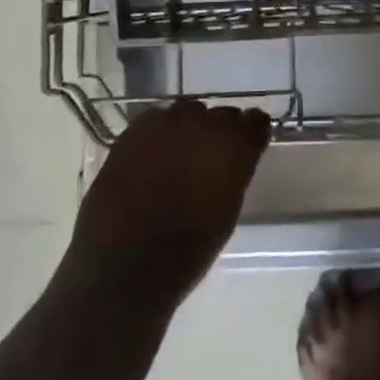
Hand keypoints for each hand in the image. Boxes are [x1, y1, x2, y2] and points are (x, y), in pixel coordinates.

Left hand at [68, 98, 271, 305]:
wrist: (124, 268)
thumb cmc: (187, 251)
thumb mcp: (227, 211)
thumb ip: (234, 172)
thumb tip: (232, 158)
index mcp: (234, 145)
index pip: (255, 121)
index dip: (250, 134)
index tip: (245, 148)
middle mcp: (203, 123)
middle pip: (221, 114)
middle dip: (218, 132)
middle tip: (209, 158)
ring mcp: (165, 123)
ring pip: (187, 112)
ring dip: (188, 129)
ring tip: (178, 156)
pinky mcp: (133, 131)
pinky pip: (155, 121)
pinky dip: (158, 135)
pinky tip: (152, 158)